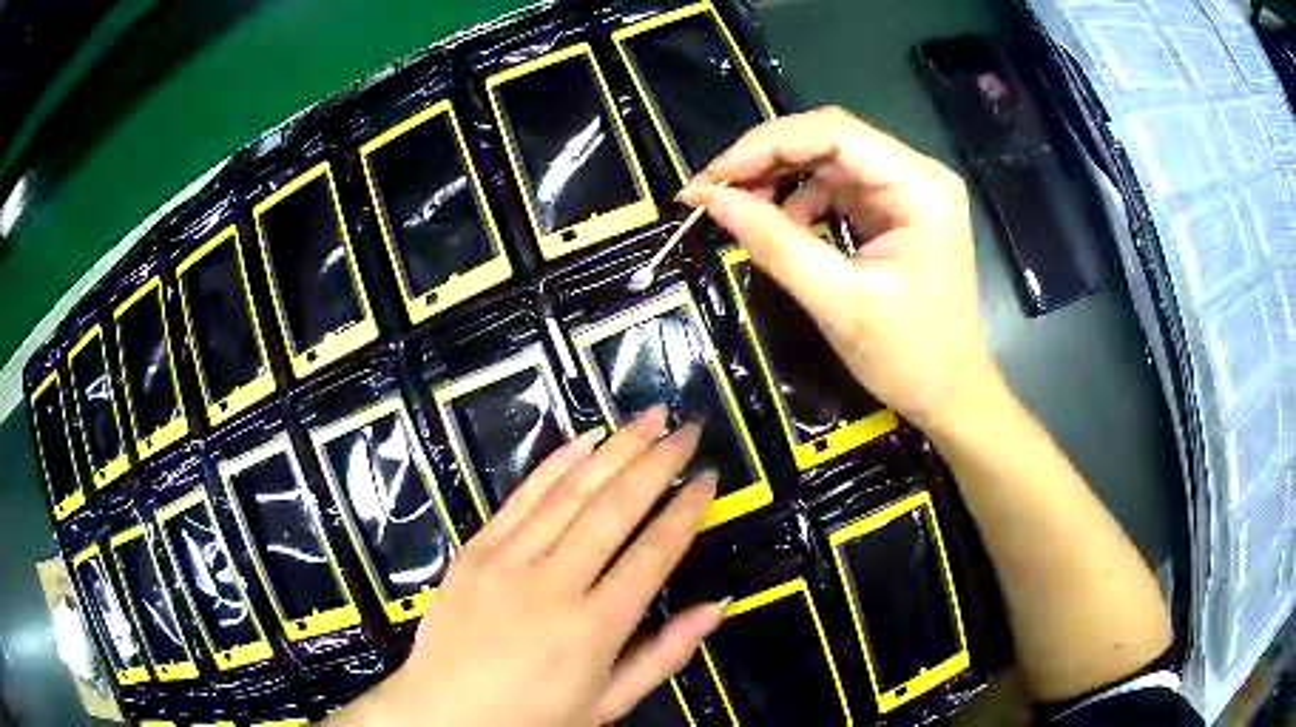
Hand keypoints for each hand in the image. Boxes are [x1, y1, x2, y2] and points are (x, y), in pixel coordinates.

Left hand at [331, 407, 720, 726]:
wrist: (443, 715)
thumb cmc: (533, 718)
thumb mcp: (608, 703)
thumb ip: (665, 654)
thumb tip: (718, 606)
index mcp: (594, 629)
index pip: (652, 555)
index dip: (684, 512)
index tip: (707, 476)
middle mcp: (553, 585)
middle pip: (614, 511)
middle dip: (656, 463)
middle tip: (686, 427)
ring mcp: (507, 562)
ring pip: (570, 494)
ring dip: (613, 450)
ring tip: (648, 418)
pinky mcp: (474, 551)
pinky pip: (520, 499)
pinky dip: (555, 465)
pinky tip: (584, 440)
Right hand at [681, 107, 997, 433]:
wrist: (952, 394)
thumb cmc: (909, 357)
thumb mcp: (838, 303)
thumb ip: (775, 244)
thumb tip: (711, 201)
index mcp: (919, 187)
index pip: (833, 134)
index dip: (764, 145)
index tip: (712, 180)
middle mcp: (918, 174)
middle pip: (829, 139)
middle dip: (767, 160)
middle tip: (714, 192)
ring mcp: (910, 190)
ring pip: (829, 160)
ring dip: (780, 179)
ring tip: (741, 211)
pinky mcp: (898, 209)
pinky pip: (840, 187)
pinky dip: (802, 201)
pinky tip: (783, 229)